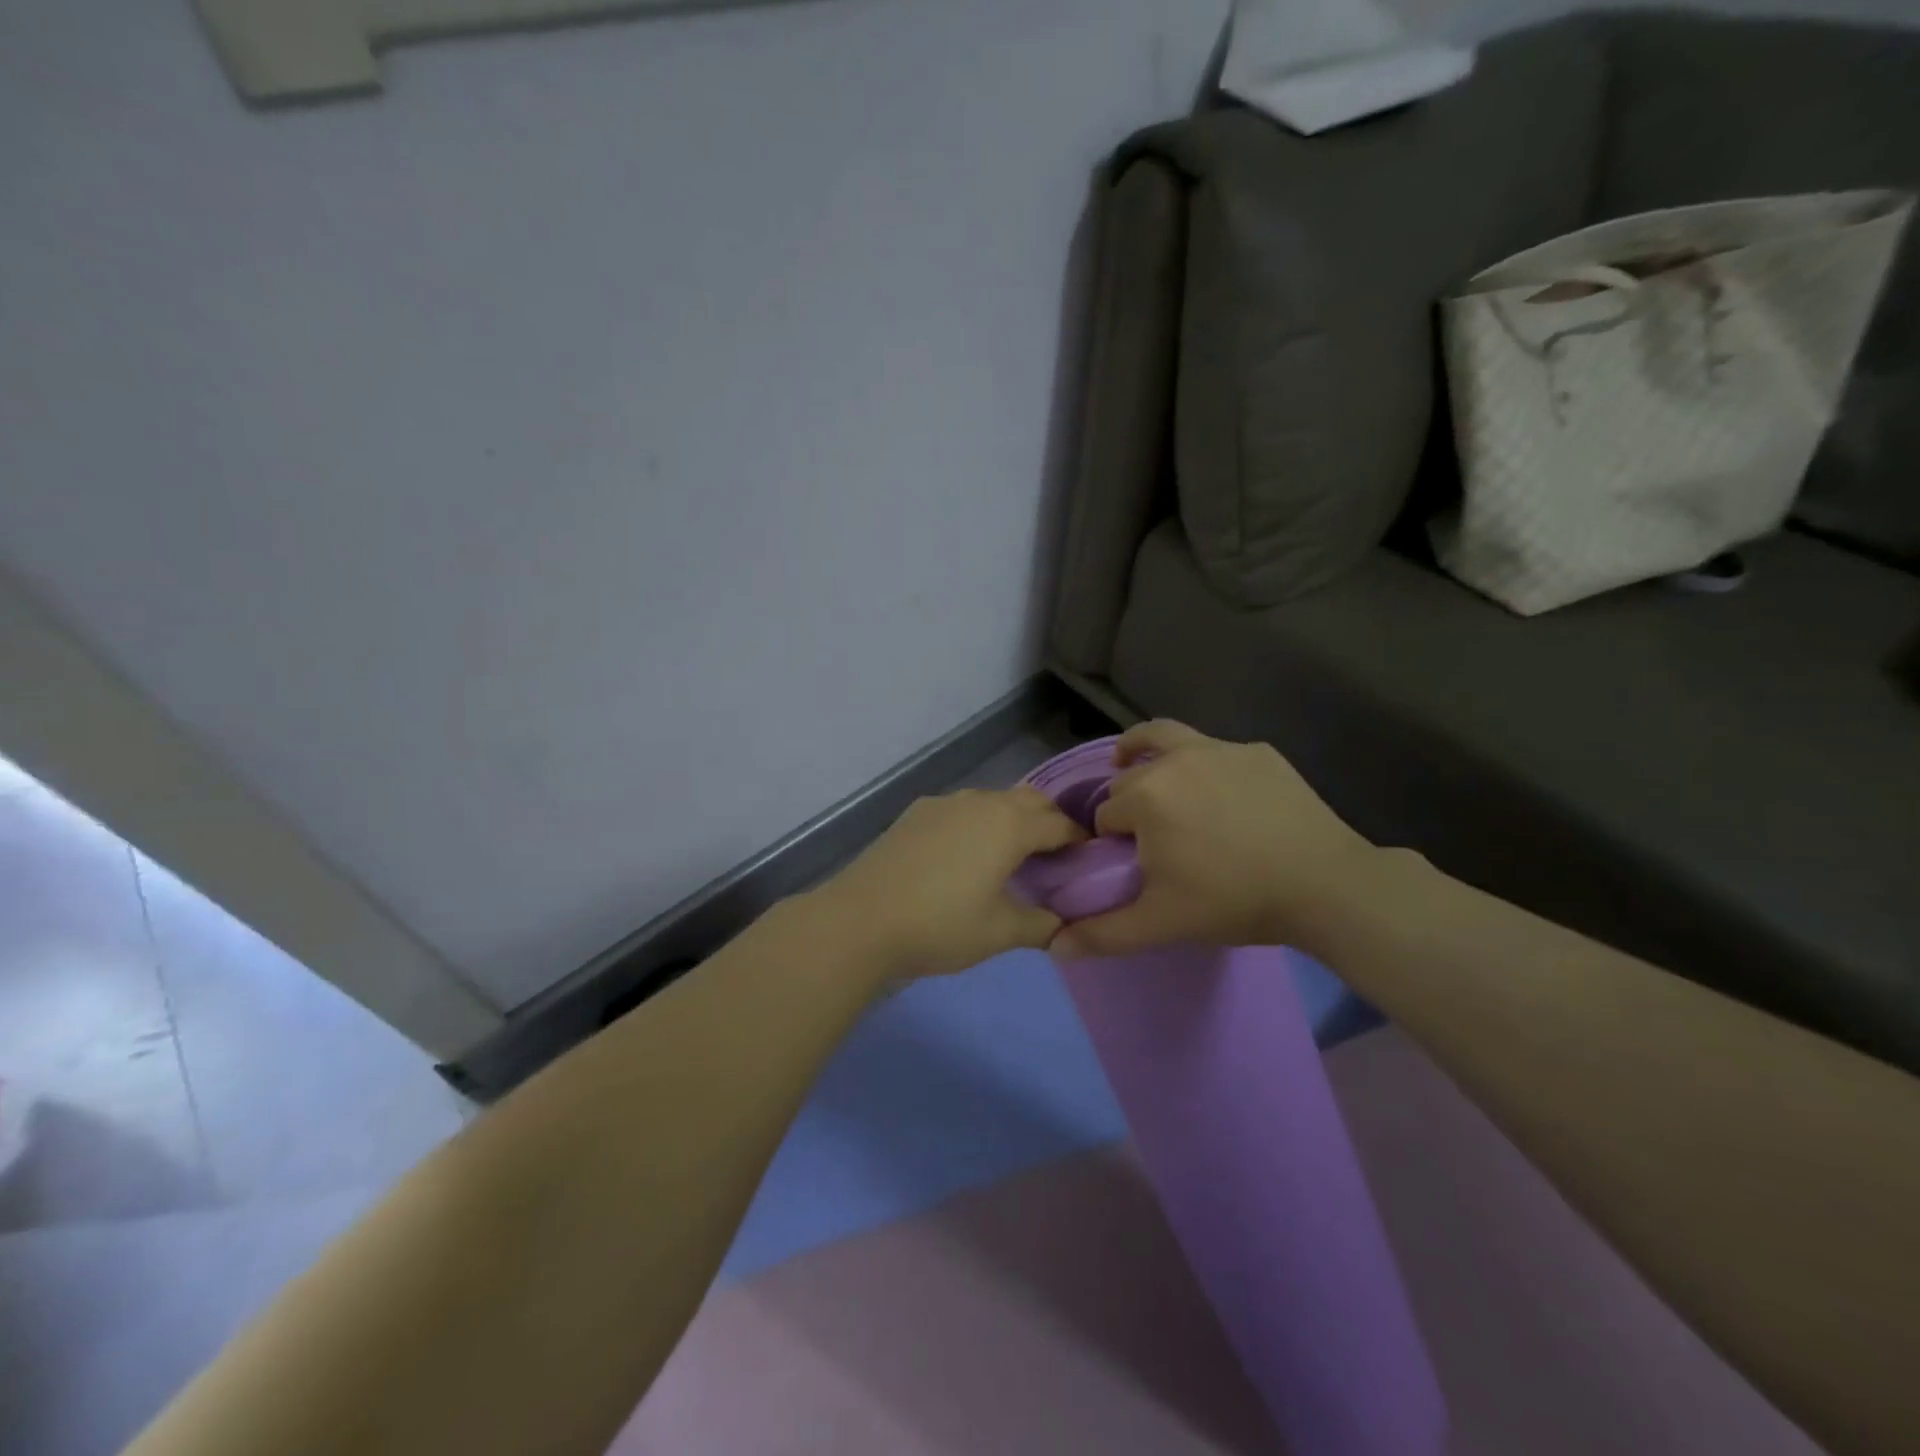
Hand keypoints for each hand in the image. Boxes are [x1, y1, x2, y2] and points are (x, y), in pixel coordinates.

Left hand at [805, 786, 1084, 982]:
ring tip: (1012, 856)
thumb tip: (1065, 926)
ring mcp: (944, 803)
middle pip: (1029, 800)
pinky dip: (978, 824)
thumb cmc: (941, 925)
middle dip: (1049, 822)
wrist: (861, 920)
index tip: (1089, 861)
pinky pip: (962, 809)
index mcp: (1009, 824)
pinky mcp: (916, 813)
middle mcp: (980, 802)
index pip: (1060, 823)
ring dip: (1011, 820)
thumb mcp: (1000, 932)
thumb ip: (1042, 925)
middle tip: (1055, 858)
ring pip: (992, 801)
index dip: (1080, 841)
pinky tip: (965, 856)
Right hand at [1050, 720, 1384, 958]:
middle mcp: (1174, 760)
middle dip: (1129, 804)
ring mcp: (1220, 749)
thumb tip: (1054, 948)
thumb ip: (1103, 934)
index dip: (1110, 841)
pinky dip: (1203, 766)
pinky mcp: (1258, 752)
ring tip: (1139, 764)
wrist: (1325, 886)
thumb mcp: (1162, 923)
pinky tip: (1221, 795)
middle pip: (1130, 778)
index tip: (1130, 864)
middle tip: (1150, 839)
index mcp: (1144, 796)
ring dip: (1143, 750)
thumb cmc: (1233, 901)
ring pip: (1164, 738)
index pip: (1105, 815)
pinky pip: (1215, 751)